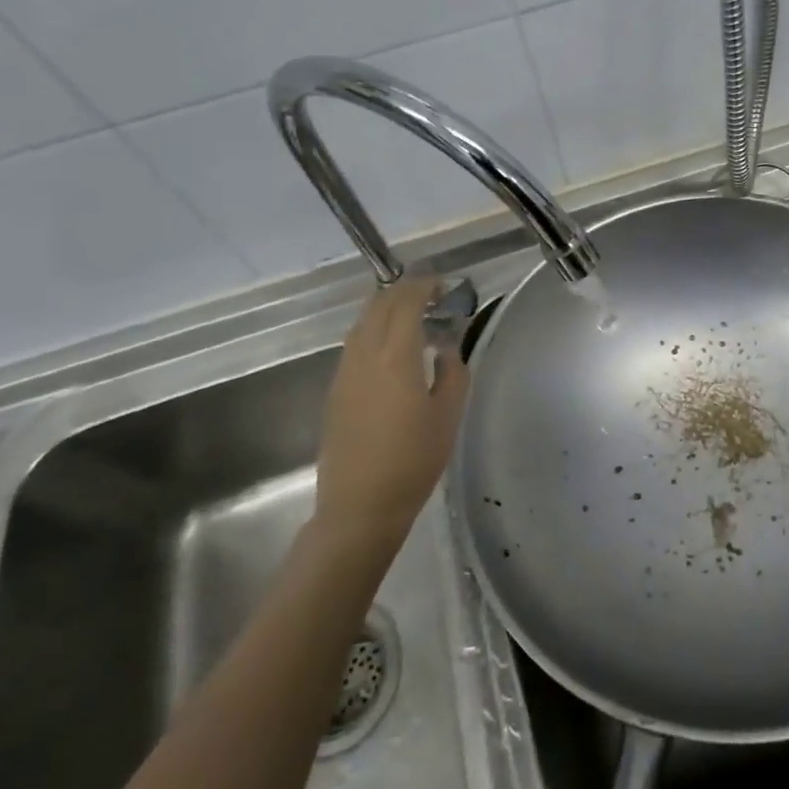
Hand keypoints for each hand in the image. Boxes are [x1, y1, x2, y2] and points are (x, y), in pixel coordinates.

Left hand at [313, 277, 469, 550]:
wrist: (360, 506)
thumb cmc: (413, 461)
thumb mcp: (448, 416)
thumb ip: (452, 373)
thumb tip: (446, 348)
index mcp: (396, 357)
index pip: (406, 303)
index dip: (424, 286)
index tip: (444, 283)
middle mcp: (365, 355)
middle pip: (379, 305)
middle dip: (404, 290)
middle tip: (431, 292)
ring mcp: (345, 372)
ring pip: (362, 323)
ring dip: (386, 308)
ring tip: (413, 314)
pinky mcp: (336, 390)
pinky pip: (355, 344)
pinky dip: (374, 330)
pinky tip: (392, 346)